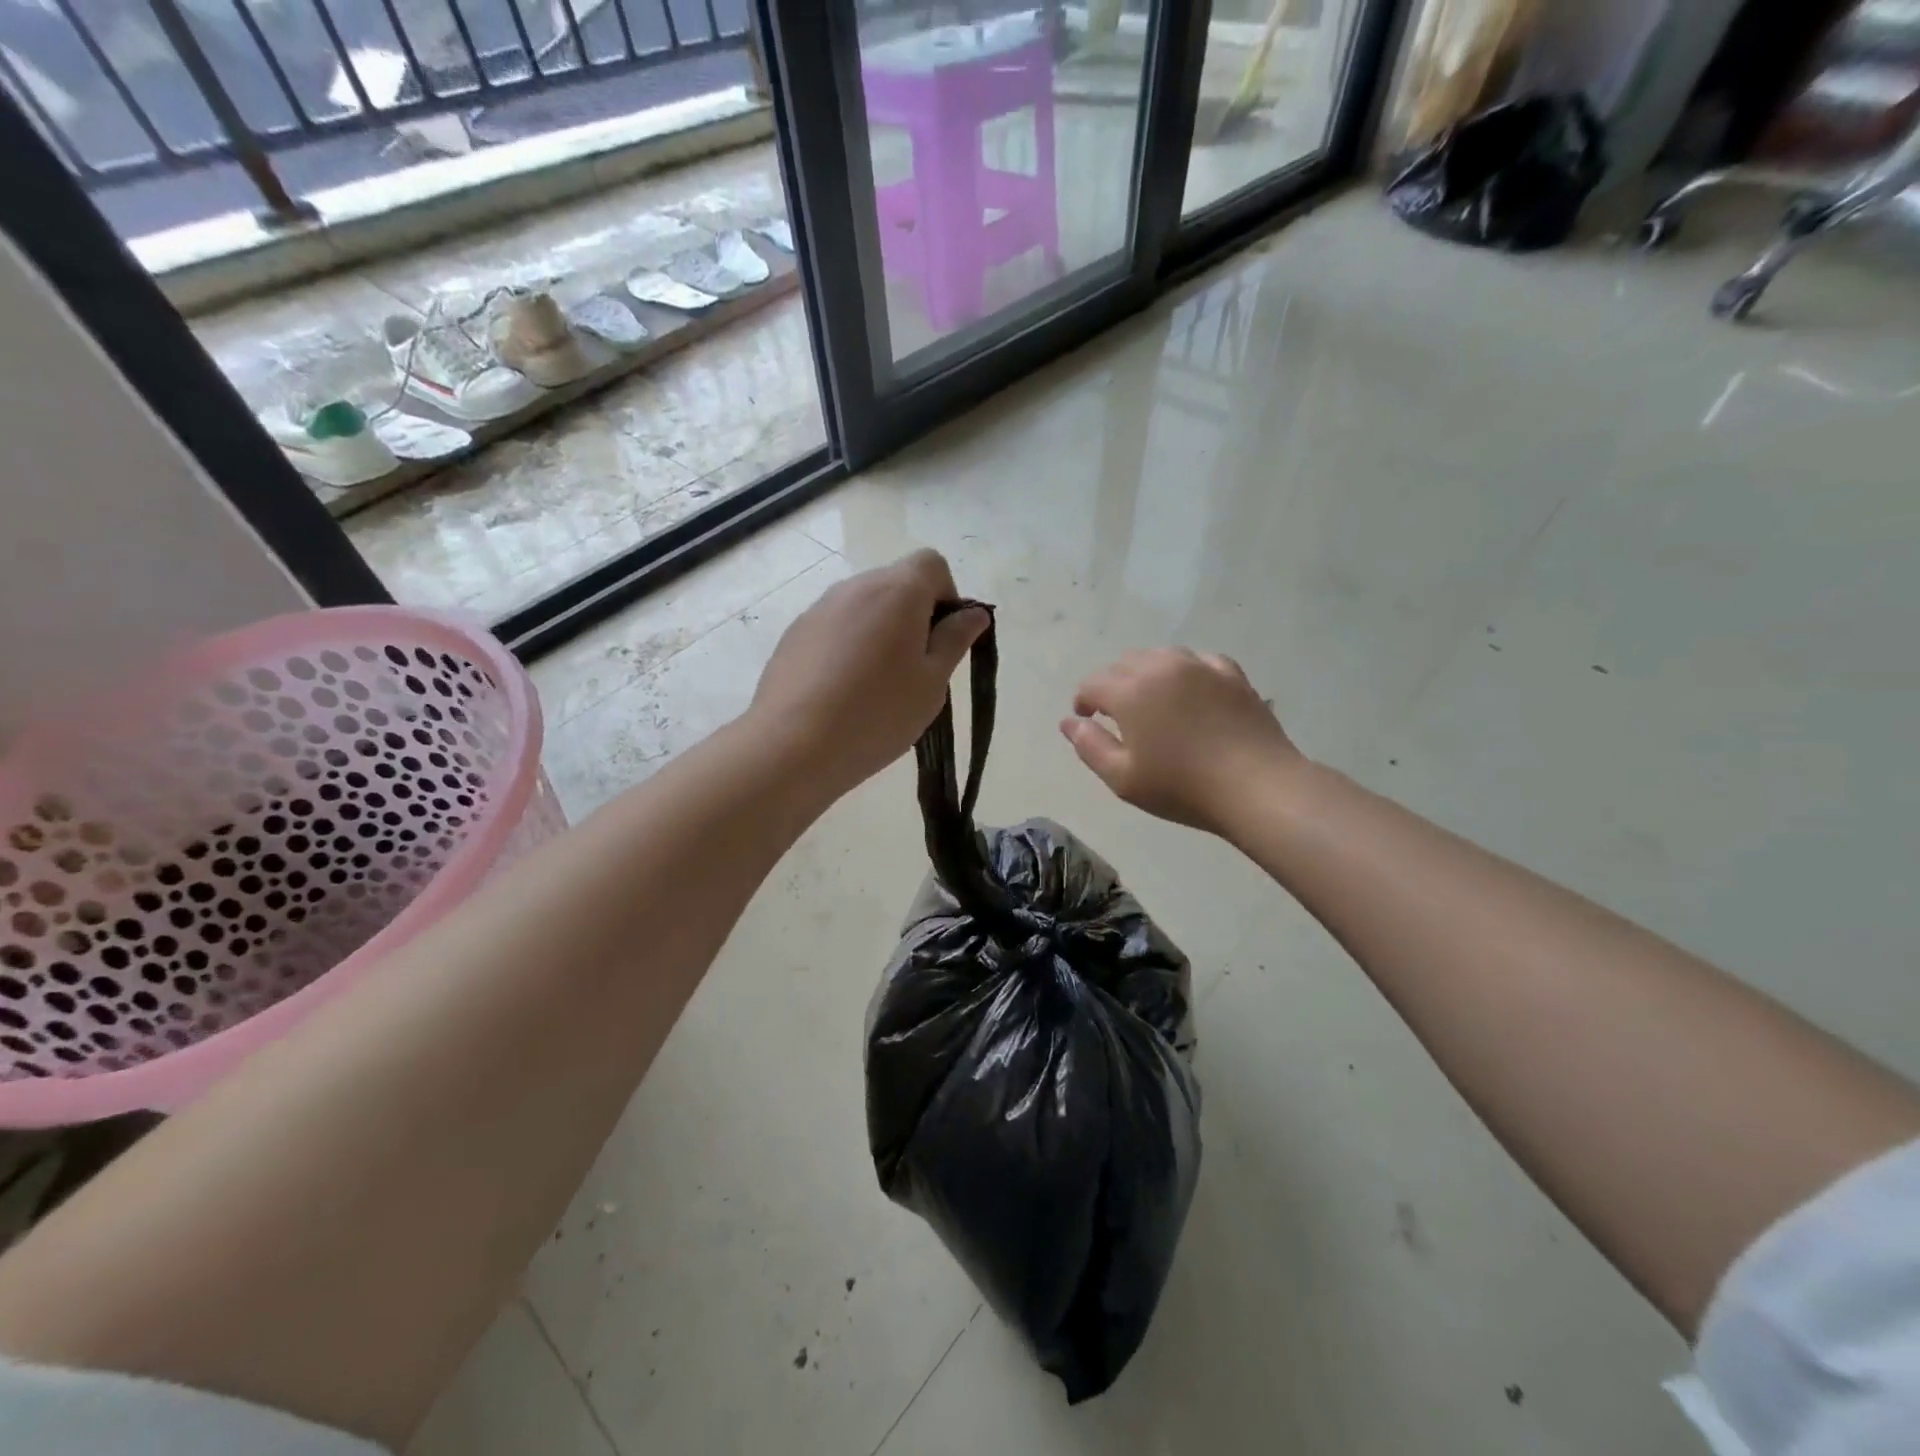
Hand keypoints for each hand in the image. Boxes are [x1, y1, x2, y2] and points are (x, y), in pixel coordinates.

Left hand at [749, 549, 988, 794]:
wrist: (792, 745)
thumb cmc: (878, 713)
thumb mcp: (932, 682)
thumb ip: (955, 640)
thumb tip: (975, 613)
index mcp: (897, 591)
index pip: (932, 563)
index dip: (947, 595)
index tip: (944, 639)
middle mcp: (855, 587)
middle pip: (896, 583)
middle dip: (914, 616)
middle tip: (916, 670)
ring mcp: (819, 609)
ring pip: (864, 607)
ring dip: (881, 632)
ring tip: (877, 686)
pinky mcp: (795, 634)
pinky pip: (836, 628)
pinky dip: (849, 647)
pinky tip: (844, 692)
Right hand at [1062, 649, 1302, 835]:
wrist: (1256, 786)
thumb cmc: (1181, 787)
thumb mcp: (1122, 778)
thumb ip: (1089, 746)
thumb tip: (1069, 722)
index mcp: (1130, 691)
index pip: (1093, 683)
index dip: (1083, 700)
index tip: (1086, 720)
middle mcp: (1161, 667)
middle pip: (1124, 663)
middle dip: (1112, 684)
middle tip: (1116, 715)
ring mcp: (1200, 666)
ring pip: (1160, 656)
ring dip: (1146, 674)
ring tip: (1151, 702)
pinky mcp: (1232, 674)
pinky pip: (1198, 661)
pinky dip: (1185, 671)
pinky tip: (1190, 691)